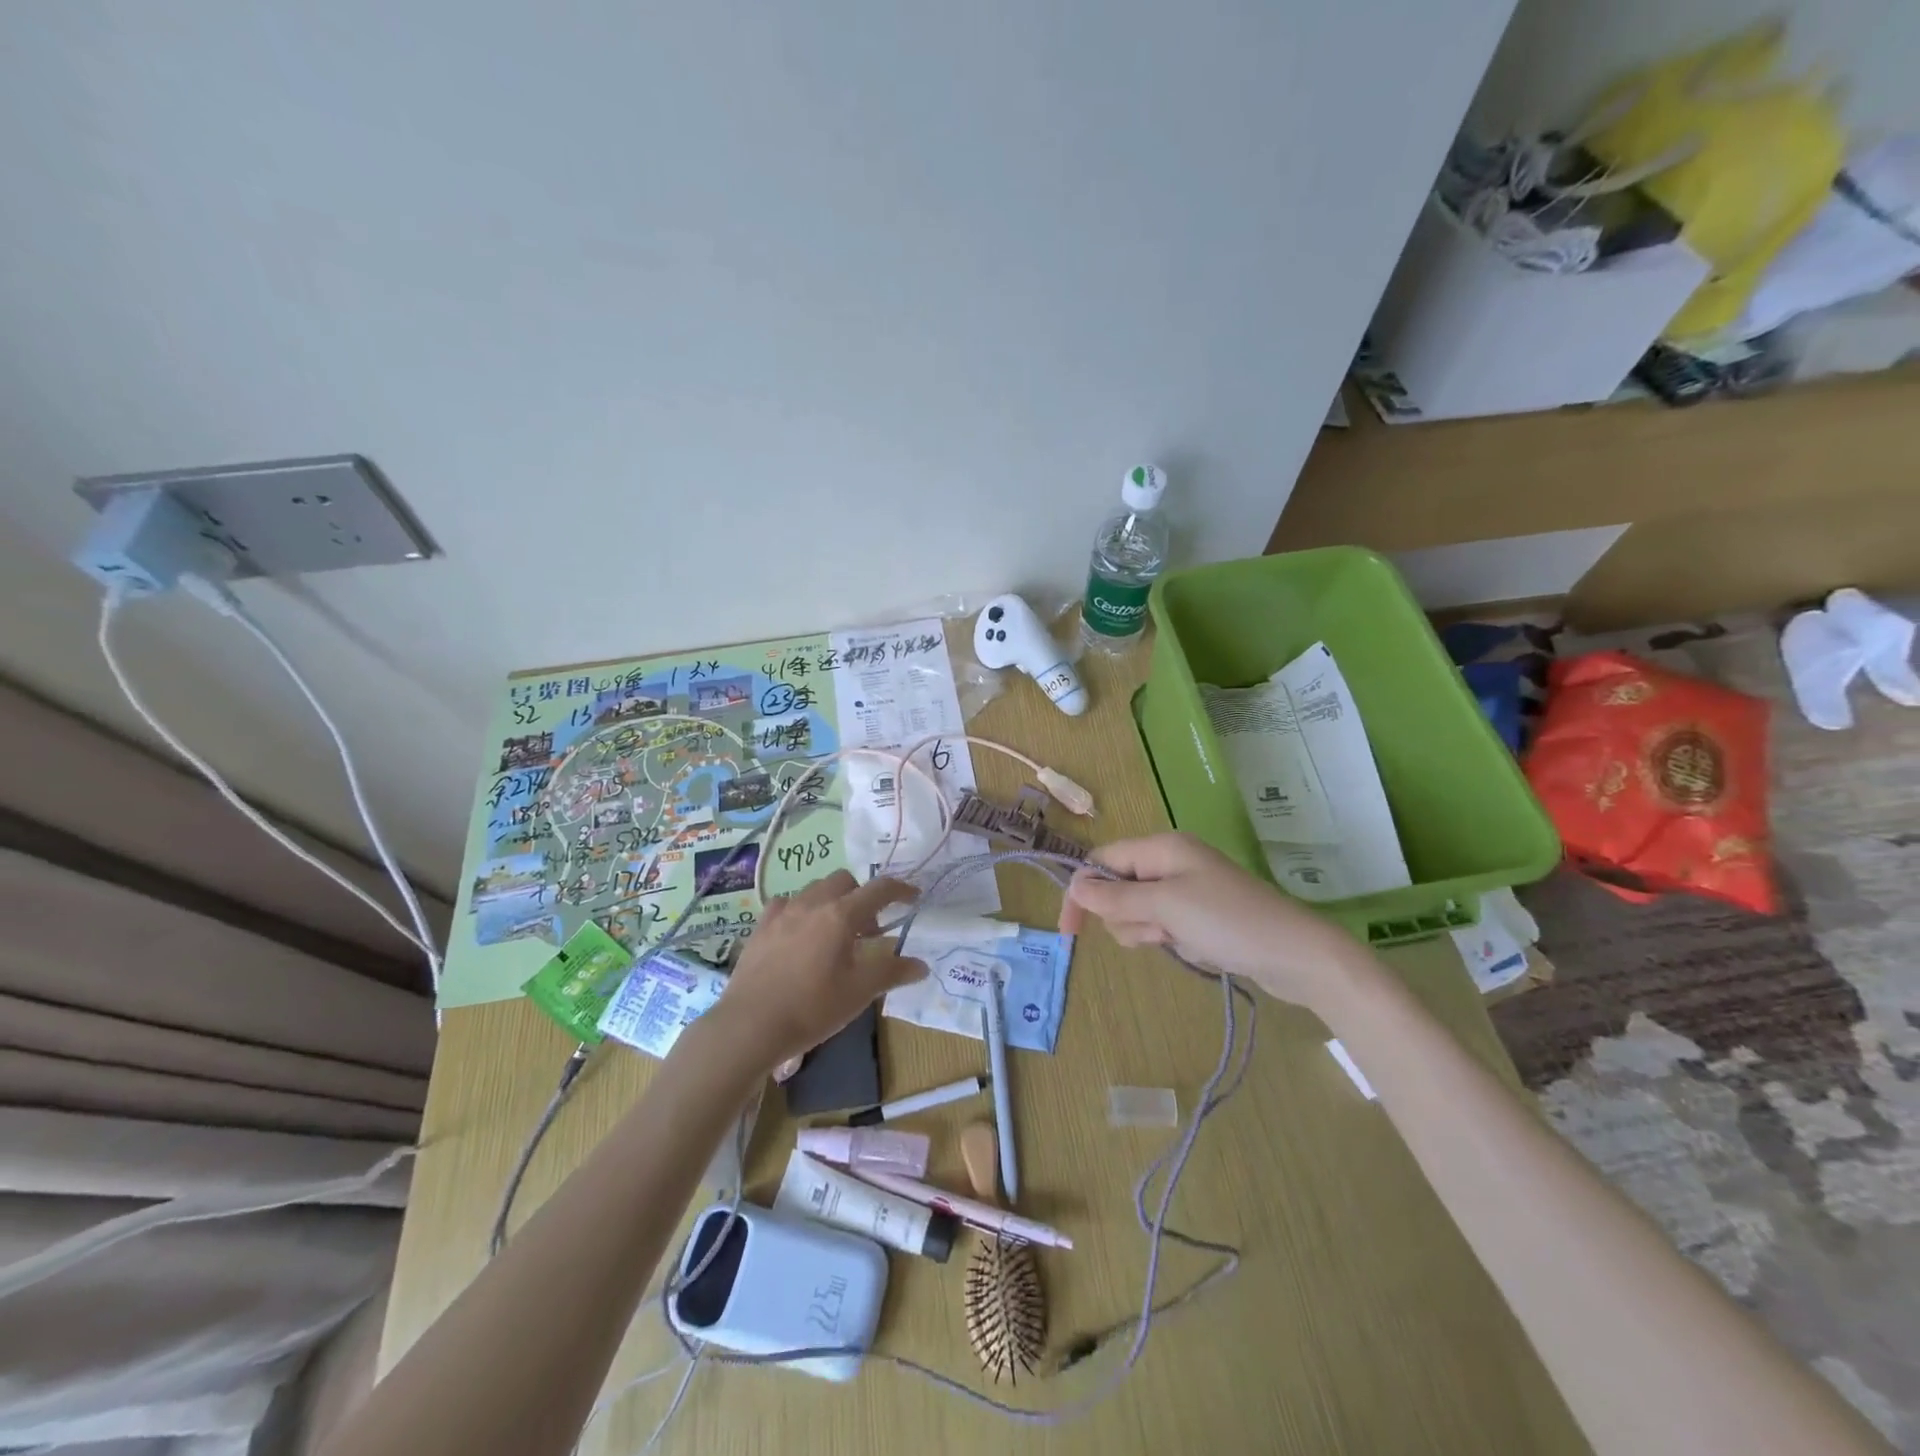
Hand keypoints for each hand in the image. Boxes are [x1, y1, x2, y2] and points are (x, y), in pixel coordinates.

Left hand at [710, 871, 926, 1071]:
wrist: (750, 1025)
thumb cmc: (812, 1008)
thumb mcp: (859, 993)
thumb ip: (892, 972)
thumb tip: (921, 965)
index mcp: (842, 915)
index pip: (879, 889)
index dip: (900, 889)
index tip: (913, 897)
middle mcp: (813, 903)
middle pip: (845, 881)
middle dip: (862, 896)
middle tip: (868, 929)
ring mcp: (783, 912)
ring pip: (815, 889)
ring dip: (832, 901)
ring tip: (834, 933)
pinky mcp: (760, 926)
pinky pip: (786, 904)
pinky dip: (801, 910)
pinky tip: (799, 934)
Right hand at [1059, 833, 1366, 1013]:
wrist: (1297, 955)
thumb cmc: (1228, 922)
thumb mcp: (1165, 907)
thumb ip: (1116, 898)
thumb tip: (1075, 887)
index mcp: (1162, 847)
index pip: (1102, 861)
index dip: (1082, 892)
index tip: (1070, 931)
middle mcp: (1171, 862)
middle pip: (1117, 888)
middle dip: (1127, 917)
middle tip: (1159, 930)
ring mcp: (1187, 890)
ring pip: (1138, 912)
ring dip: (1149, 931)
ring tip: (1179, 940)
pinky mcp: (1200, 916)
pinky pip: (1163, 926)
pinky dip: (1170, 940)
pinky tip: (1195, 948)